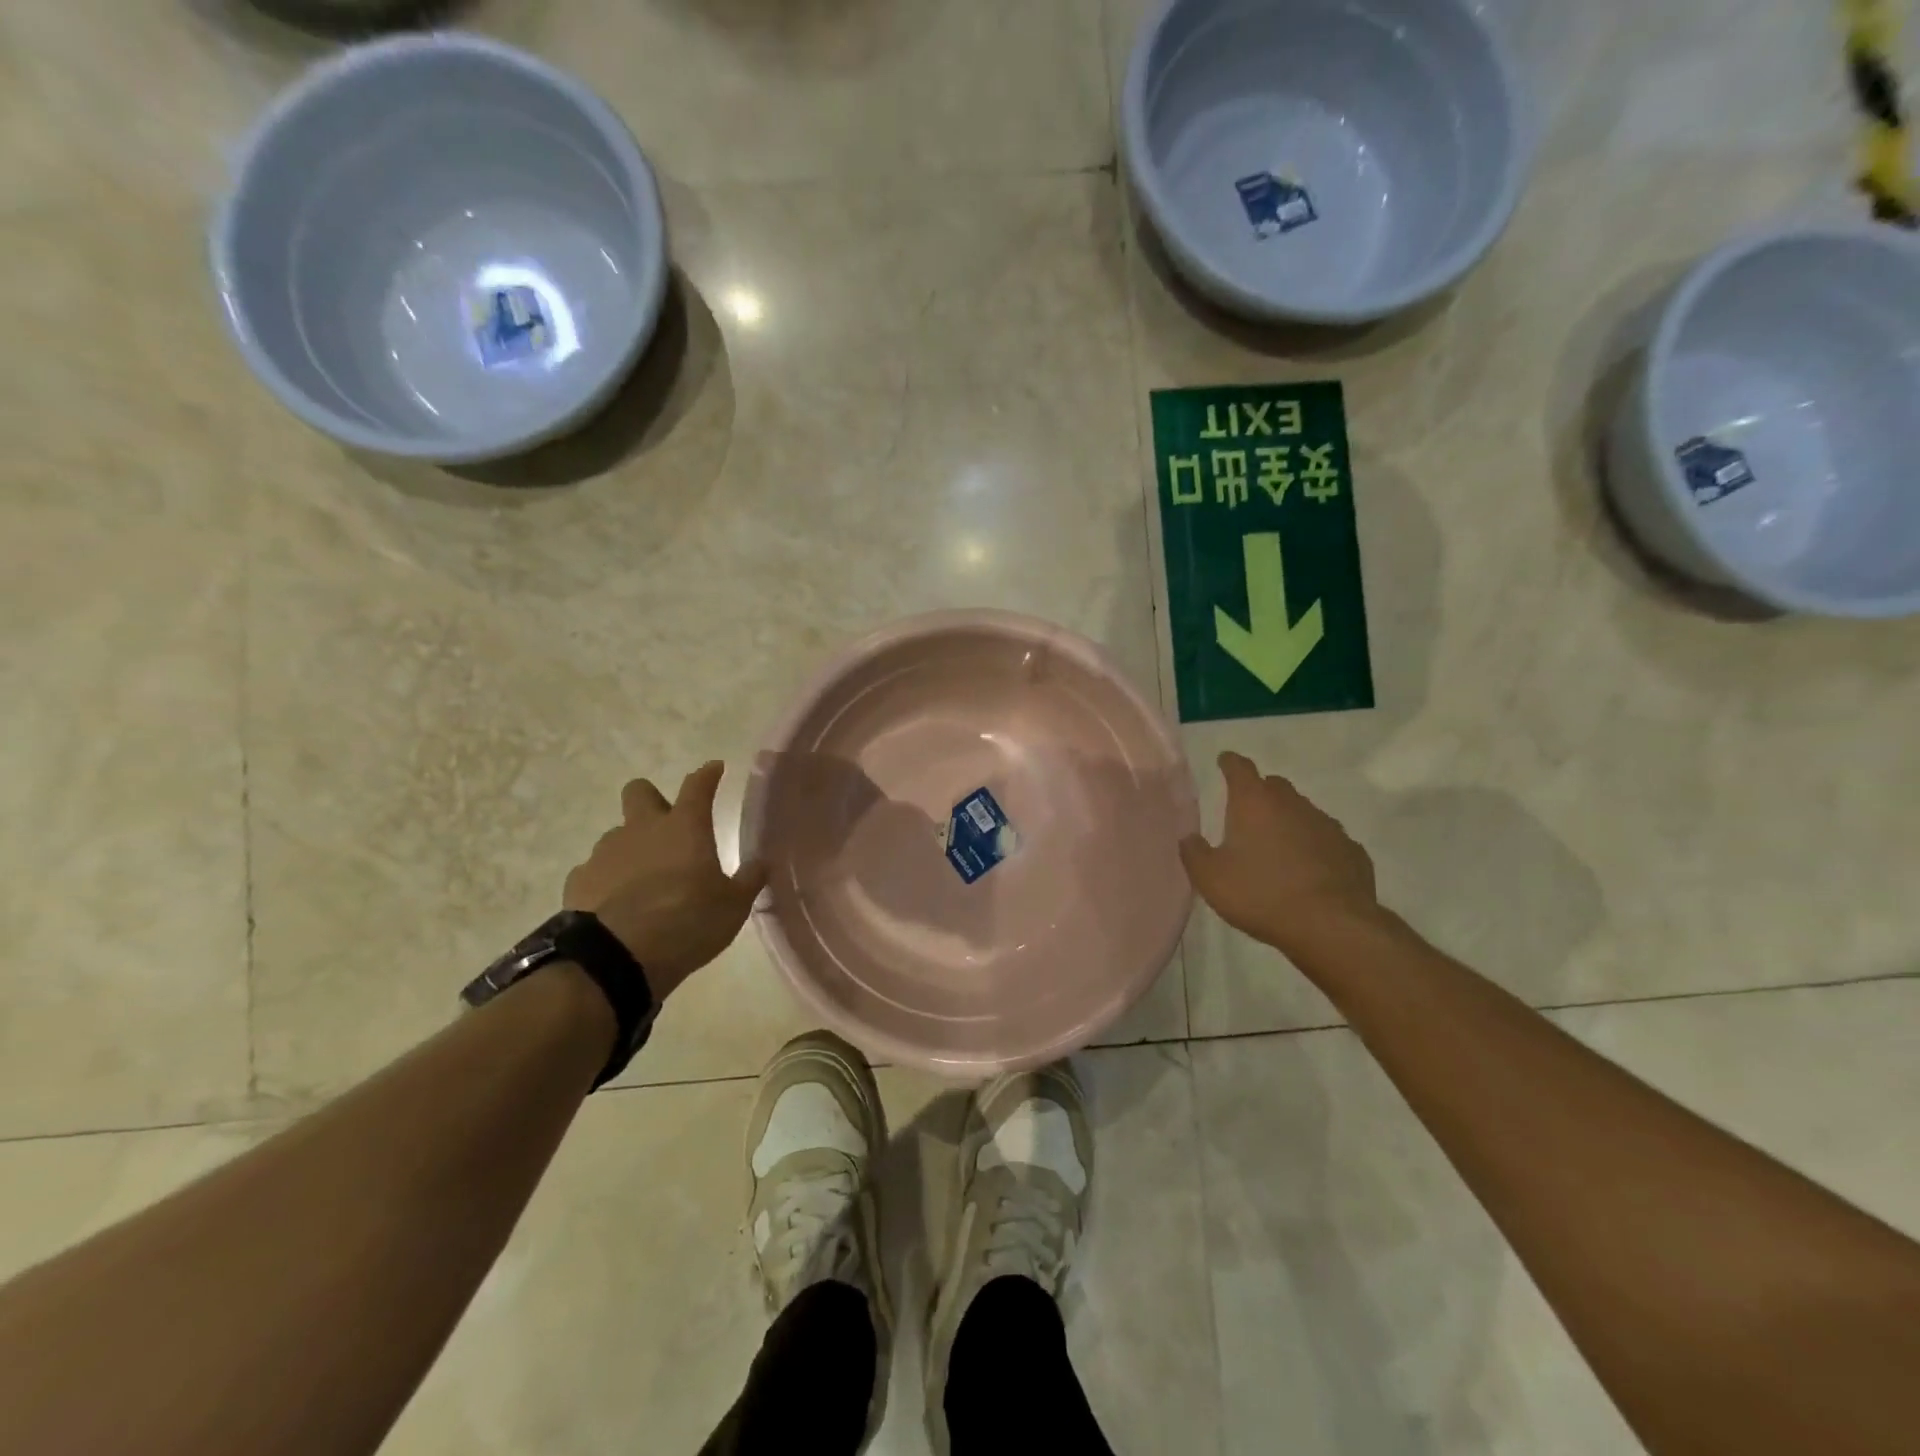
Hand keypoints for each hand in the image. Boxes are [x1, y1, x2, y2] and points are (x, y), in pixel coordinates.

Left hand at [563, 762, 766, 1001]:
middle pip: (639, 792)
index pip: (698, 787)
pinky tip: (615, 902)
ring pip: (617, 834)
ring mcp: (605, 852)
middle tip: (665, 824)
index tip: (715, 768)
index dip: (707, 775)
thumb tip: (760, 864)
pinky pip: (594, 870)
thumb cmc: (688, 922)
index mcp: (685, 828)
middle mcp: (642, 829)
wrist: (618, 956)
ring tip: (643, 879)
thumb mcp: (733, 906)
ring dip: (631, 847)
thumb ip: (748, 881)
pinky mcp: (579, 880)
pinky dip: (606, 880)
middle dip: (651, 799)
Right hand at [1180, 752, 1380, 952]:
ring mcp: (1327, 825)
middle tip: (1247, 814)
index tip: (1224, 761)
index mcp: (1254, 802)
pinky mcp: (1352, 851)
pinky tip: (1310, 871)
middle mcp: (1292, 804)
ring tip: (1278, 849)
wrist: (1331, 925)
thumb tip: (1190, 838)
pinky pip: (1327, 841)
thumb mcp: (1210, 878)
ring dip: (1289, 822)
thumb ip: (1194, 853)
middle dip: (1260, 793)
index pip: (1239, 768)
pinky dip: (1315, 848)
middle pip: (1274, 786)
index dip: (1230, 763)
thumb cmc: (1260, 894)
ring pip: (1303, 812)